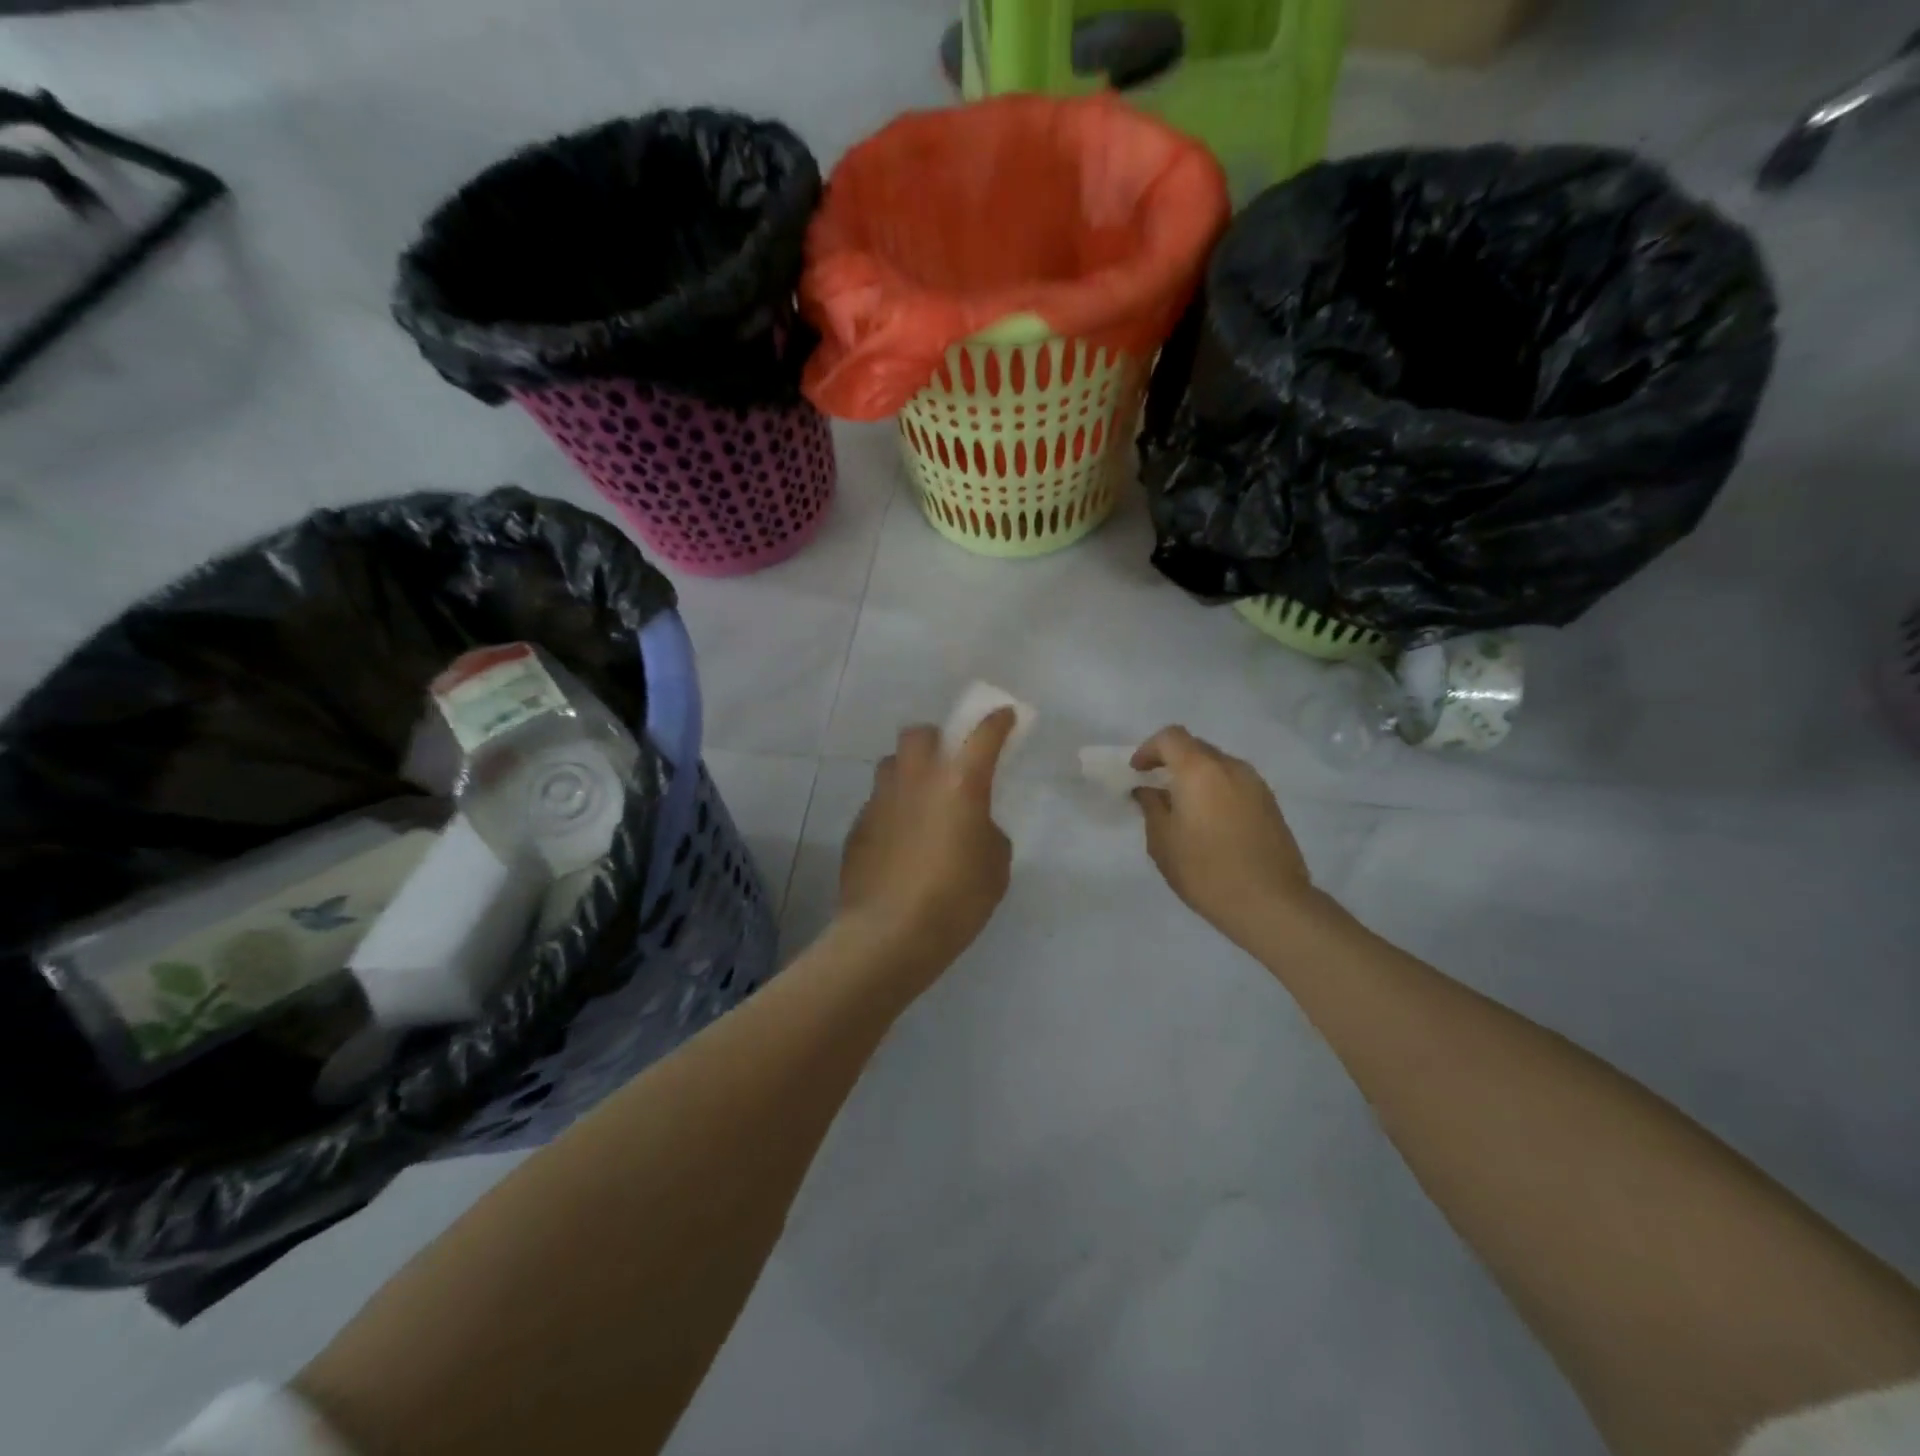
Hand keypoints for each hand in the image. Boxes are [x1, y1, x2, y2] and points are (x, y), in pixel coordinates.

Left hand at [838, 710, 1016, 978]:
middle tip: (947, 764)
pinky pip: (877, 802)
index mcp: (959, 783)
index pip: (983, 734)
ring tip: (919, 800)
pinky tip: (898, 841)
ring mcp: (880, 799)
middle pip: (920, 733)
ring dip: (908, 771)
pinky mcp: (858, 825)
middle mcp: (916, 779)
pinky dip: (891, 809)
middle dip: (936, 740)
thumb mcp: (995, 867)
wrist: (889, 934)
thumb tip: (972, 827)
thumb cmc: (956, 899)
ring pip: (891, 763)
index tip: (1004, 717)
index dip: (997, 722)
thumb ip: (988, 833)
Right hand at [1131, 727, 1318, 948]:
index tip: (1137, 772)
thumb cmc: (1206, 871)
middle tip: (1156, 787)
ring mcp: (1256, 784)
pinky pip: (1235, 783)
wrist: (1271, 903)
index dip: (1149, 749)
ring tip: (1183, 807)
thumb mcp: (1163, 842)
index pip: (1170, 737)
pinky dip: (1216, 790)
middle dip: (1172, 761)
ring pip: (1218, 765)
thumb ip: (1151, 808)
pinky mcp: (1270, 804)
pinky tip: (1209, 821)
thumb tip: (1148, 791)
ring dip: (1196, 776)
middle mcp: (1231, 767)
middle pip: (1196, 747)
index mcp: (1199, 770)